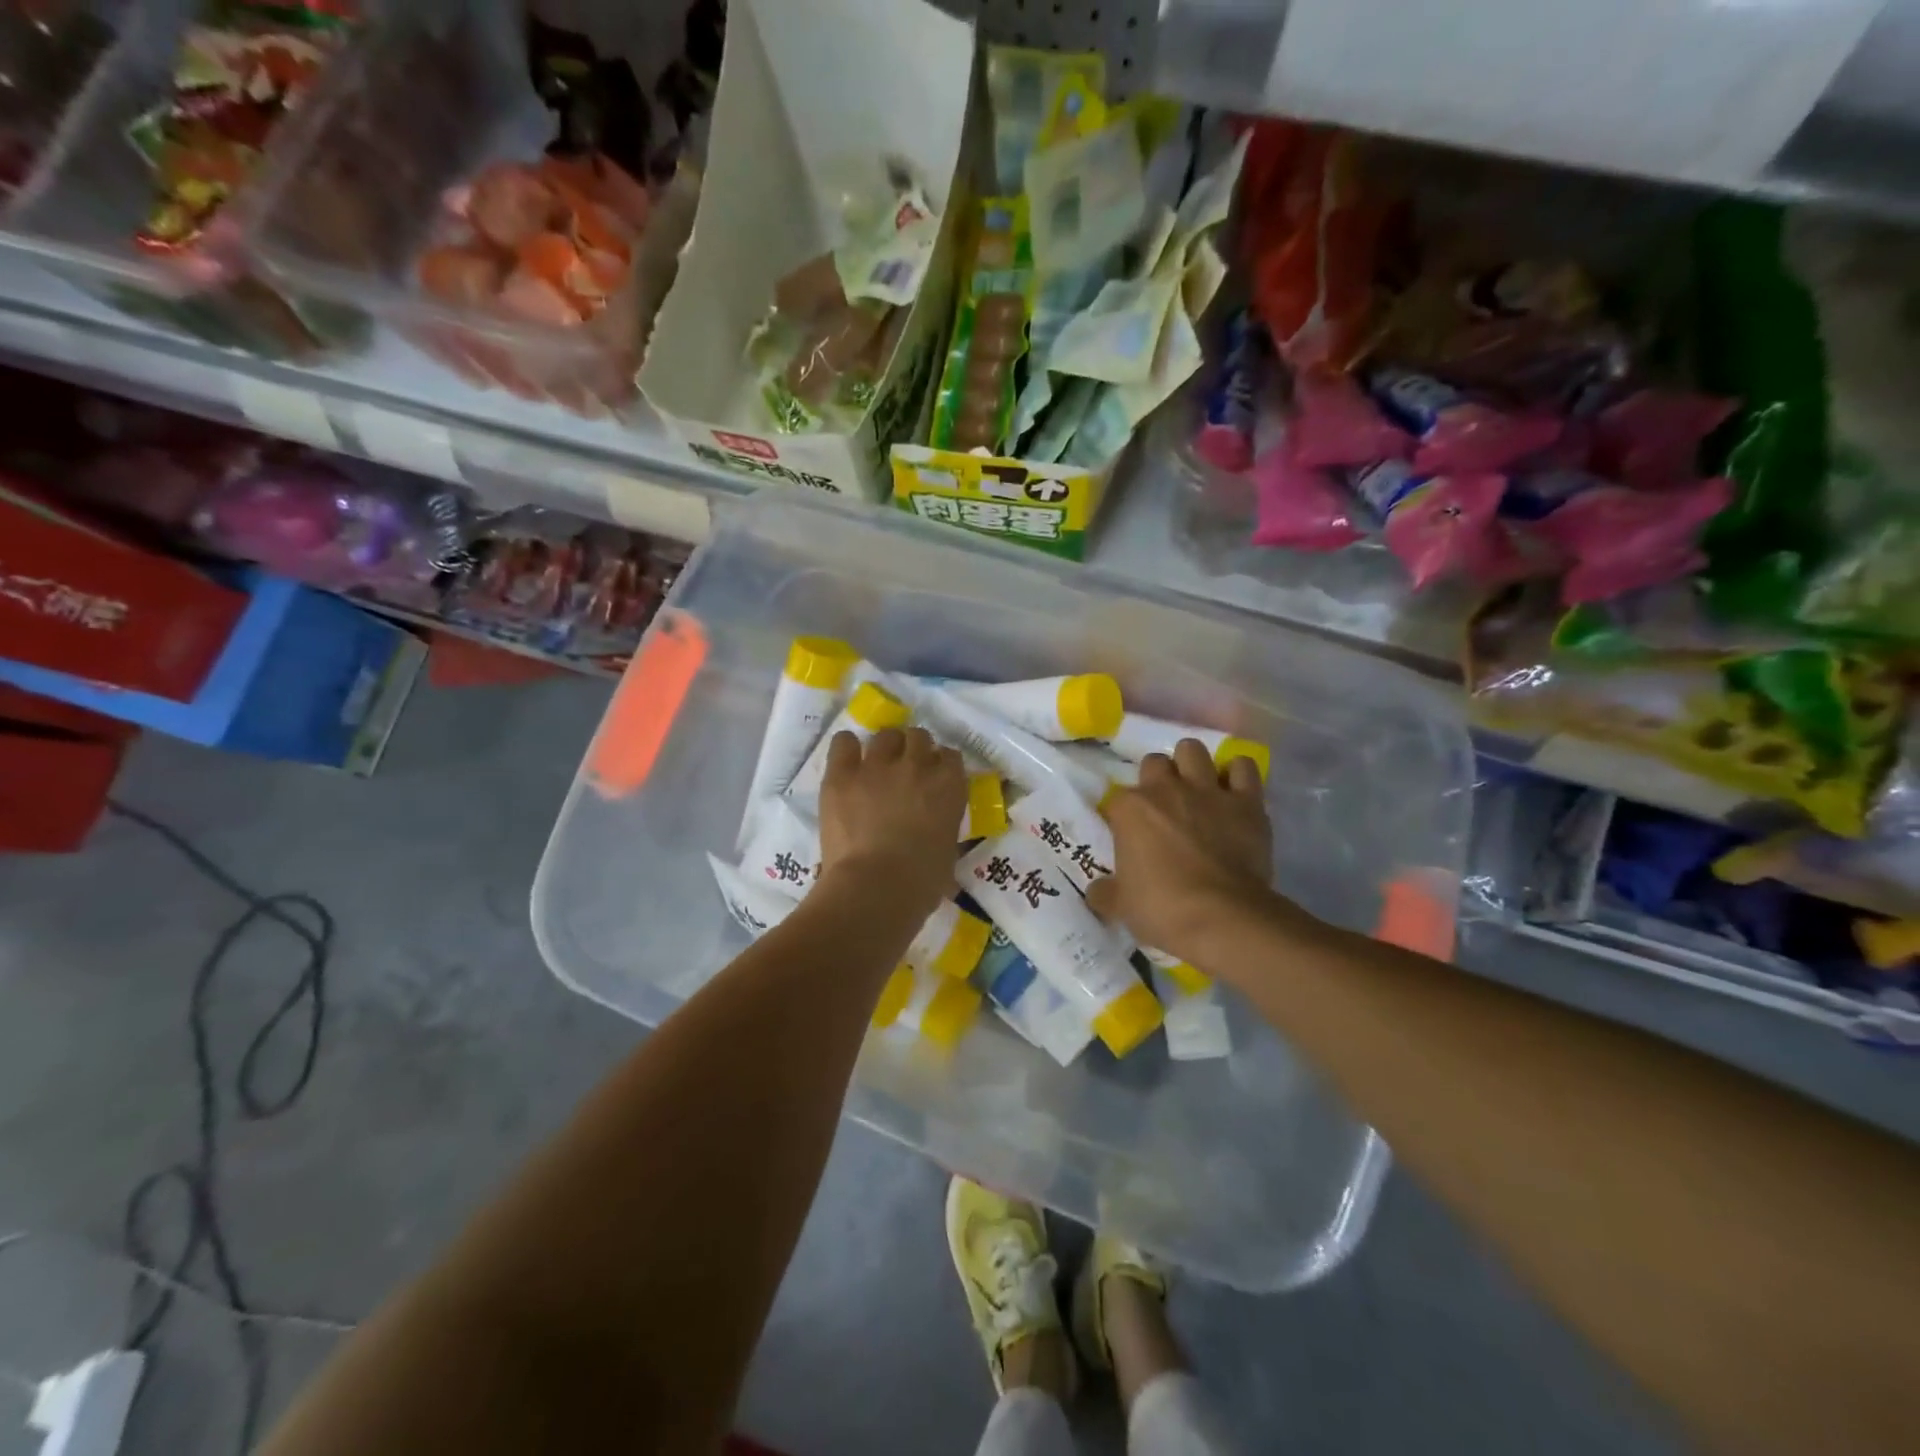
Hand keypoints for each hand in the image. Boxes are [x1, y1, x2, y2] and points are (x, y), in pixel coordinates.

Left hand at [818, 726, 966, 918]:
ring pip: (885, 735)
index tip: (935, 779)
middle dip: (914, 750)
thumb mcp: (948, 852)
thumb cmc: (921, 882)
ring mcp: (877, 766)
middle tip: (905, 772)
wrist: (875, 888)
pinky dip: (847, 749)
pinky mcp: (842, 774)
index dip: (941, 766)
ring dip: (885, 748)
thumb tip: (936, 834)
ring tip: (877, 767)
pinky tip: (847, 763)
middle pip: (919, 737)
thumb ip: (944, 829)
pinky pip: (844, 742)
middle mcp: (916, 765)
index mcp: (949, 785)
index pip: (951, 756)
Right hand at [1087, 739, 1278, 966]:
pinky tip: (1234, 790)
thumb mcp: (1121, 906)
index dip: (1123, 816)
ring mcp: (1207, 791)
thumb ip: (1105, 892)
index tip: (1128, 836)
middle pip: (1154, 763)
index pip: (1117, 799)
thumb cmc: (1162, 909)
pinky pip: (1243, 767)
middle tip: (1163, 807)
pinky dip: (1237, 774)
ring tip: (1195, 788)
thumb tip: (1098, 891)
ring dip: (1192, 765)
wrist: (1222, 918)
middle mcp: (1166, 789)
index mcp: (1130, 809)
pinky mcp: (1246, 801)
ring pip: (1193, 750)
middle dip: (1157, 779)